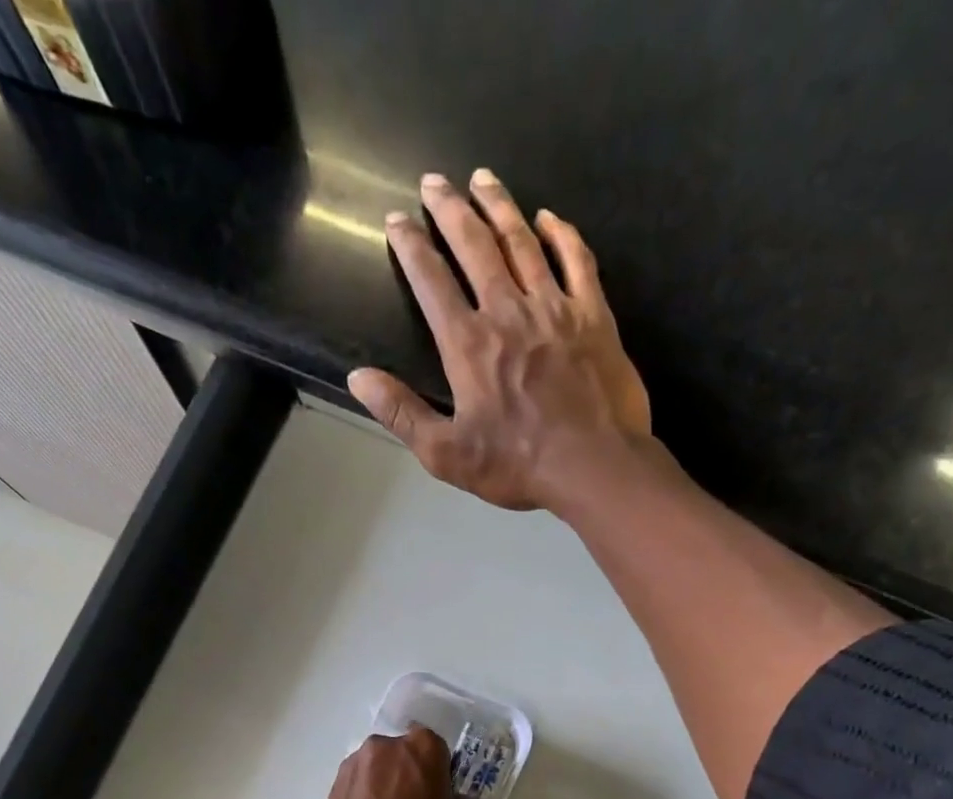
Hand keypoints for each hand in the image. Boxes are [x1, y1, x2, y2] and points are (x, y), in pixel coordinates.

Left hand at [322, 725, 467, 798]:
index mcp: (423, 748)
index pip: (434, 745)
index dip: (436, 767)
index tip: (437, 790)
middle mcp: (386, 746)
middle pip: (399, 752)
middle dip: (405, 771)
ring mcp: (355, 765)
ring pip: (374, 767)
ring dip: (380, 783)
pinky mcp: (333, 787)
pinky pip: (354, 785)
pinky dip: (361, 798)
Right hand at [348, 169, 651, 511]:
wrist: (593, 465)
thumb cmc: (518, 464)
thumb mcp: (446, 453)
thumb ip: (401, 413)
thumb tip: (358, 377)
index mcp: (468, 344)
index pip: (431, 281)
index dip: (411, 246)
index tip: (397, 220)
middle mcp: (508, 311)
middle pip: (474, 246)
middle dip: (450, 209)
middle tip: (434, 181)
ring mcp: (555, 308)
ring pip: (522, 242)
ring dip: (499, 206)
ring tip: (482, 178)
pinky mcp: (594, 315)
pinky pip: (576, 260)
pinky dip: (561, 234)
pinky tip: (548, 217)